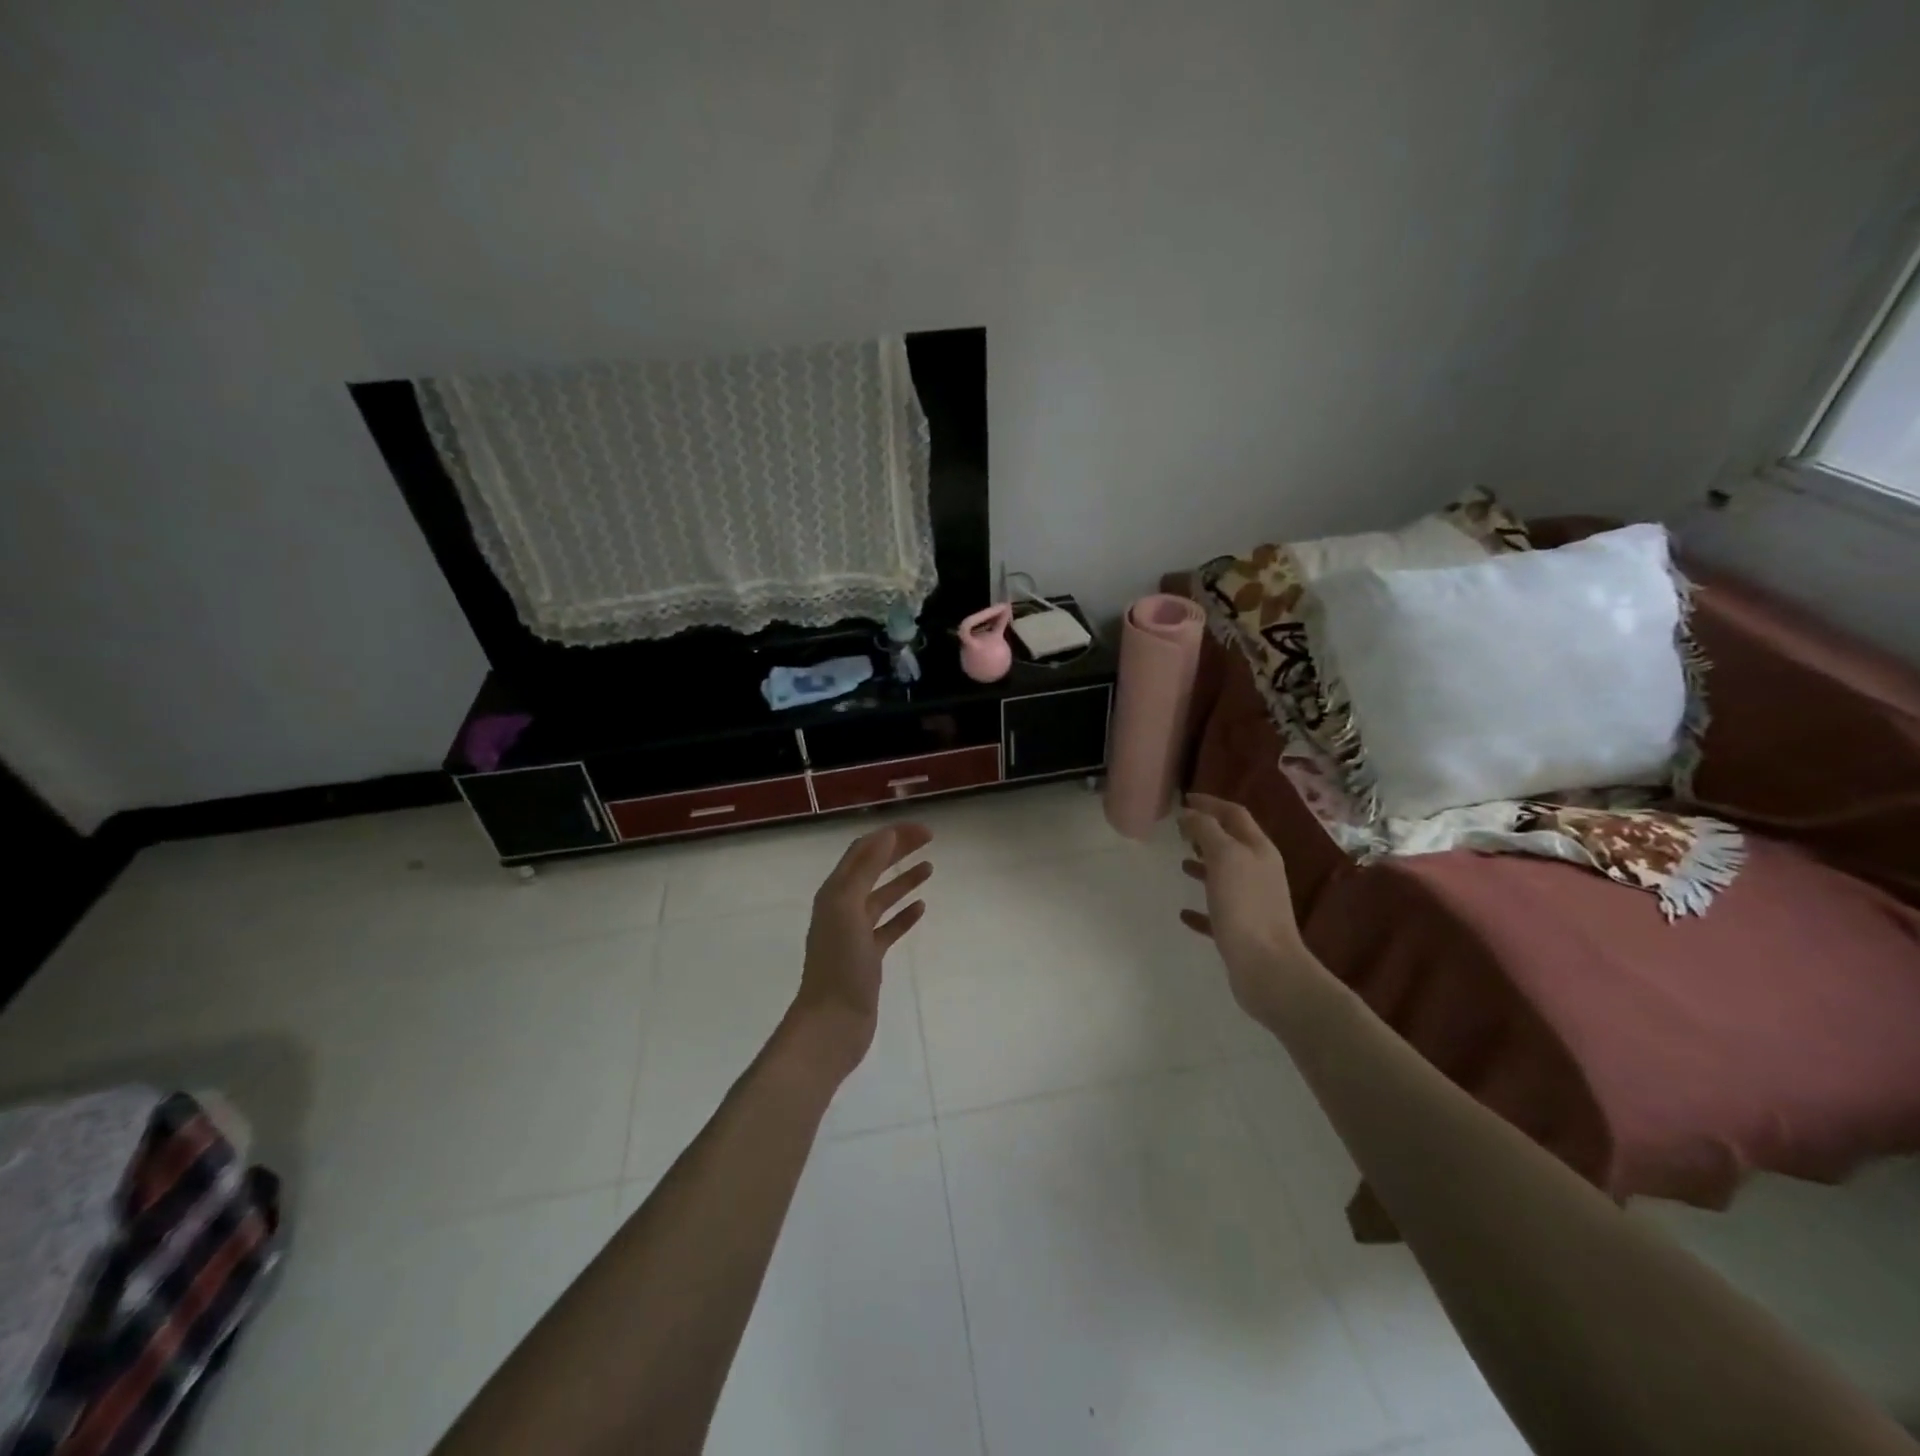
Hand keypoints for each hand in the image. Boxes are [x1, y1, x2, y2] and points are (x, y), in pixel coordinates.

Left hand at [784, 823, 932, 1080]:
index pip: (864, 851)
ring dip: (903, 879)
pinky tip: (921, 908)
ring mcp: (855, 933)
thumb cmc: (840, 965)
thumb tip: (885, 835)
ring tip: (929, 867)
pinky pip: (888, 927)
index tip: (922, 829)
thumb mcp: (848, 908)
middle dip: (898, 850)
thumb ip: (866, 870)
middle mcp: (842, 907)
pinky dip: (904, 914)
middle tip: (930, 838)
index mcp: (835, 892)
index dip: (891, 835)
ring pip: (882, 897)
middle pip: (873, 869)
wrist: (833, 1023)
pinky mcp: (868, 957)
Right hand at [1178, 794, 1317, 1022]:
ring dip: (1204, 865)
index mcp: (1258, 850)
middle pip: (1232, 842)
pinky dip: (1201, 906)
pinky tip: (1184, 912)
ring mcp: (1253, 902)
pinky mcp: (1242, 930)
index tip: (1184, 799)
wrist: (1268, 968)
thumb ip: (1206, 830)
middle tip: (1180, 830)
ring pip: (1225, 875)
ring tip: (1181, 863)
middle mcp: (1260, 871)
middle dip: (1207, 832)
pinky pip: (1218, 911)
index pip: (1235, 814)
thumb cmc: (1245, 906)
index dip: (1211, 803)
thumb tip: (1190, 813)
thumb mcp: (1224, 857)